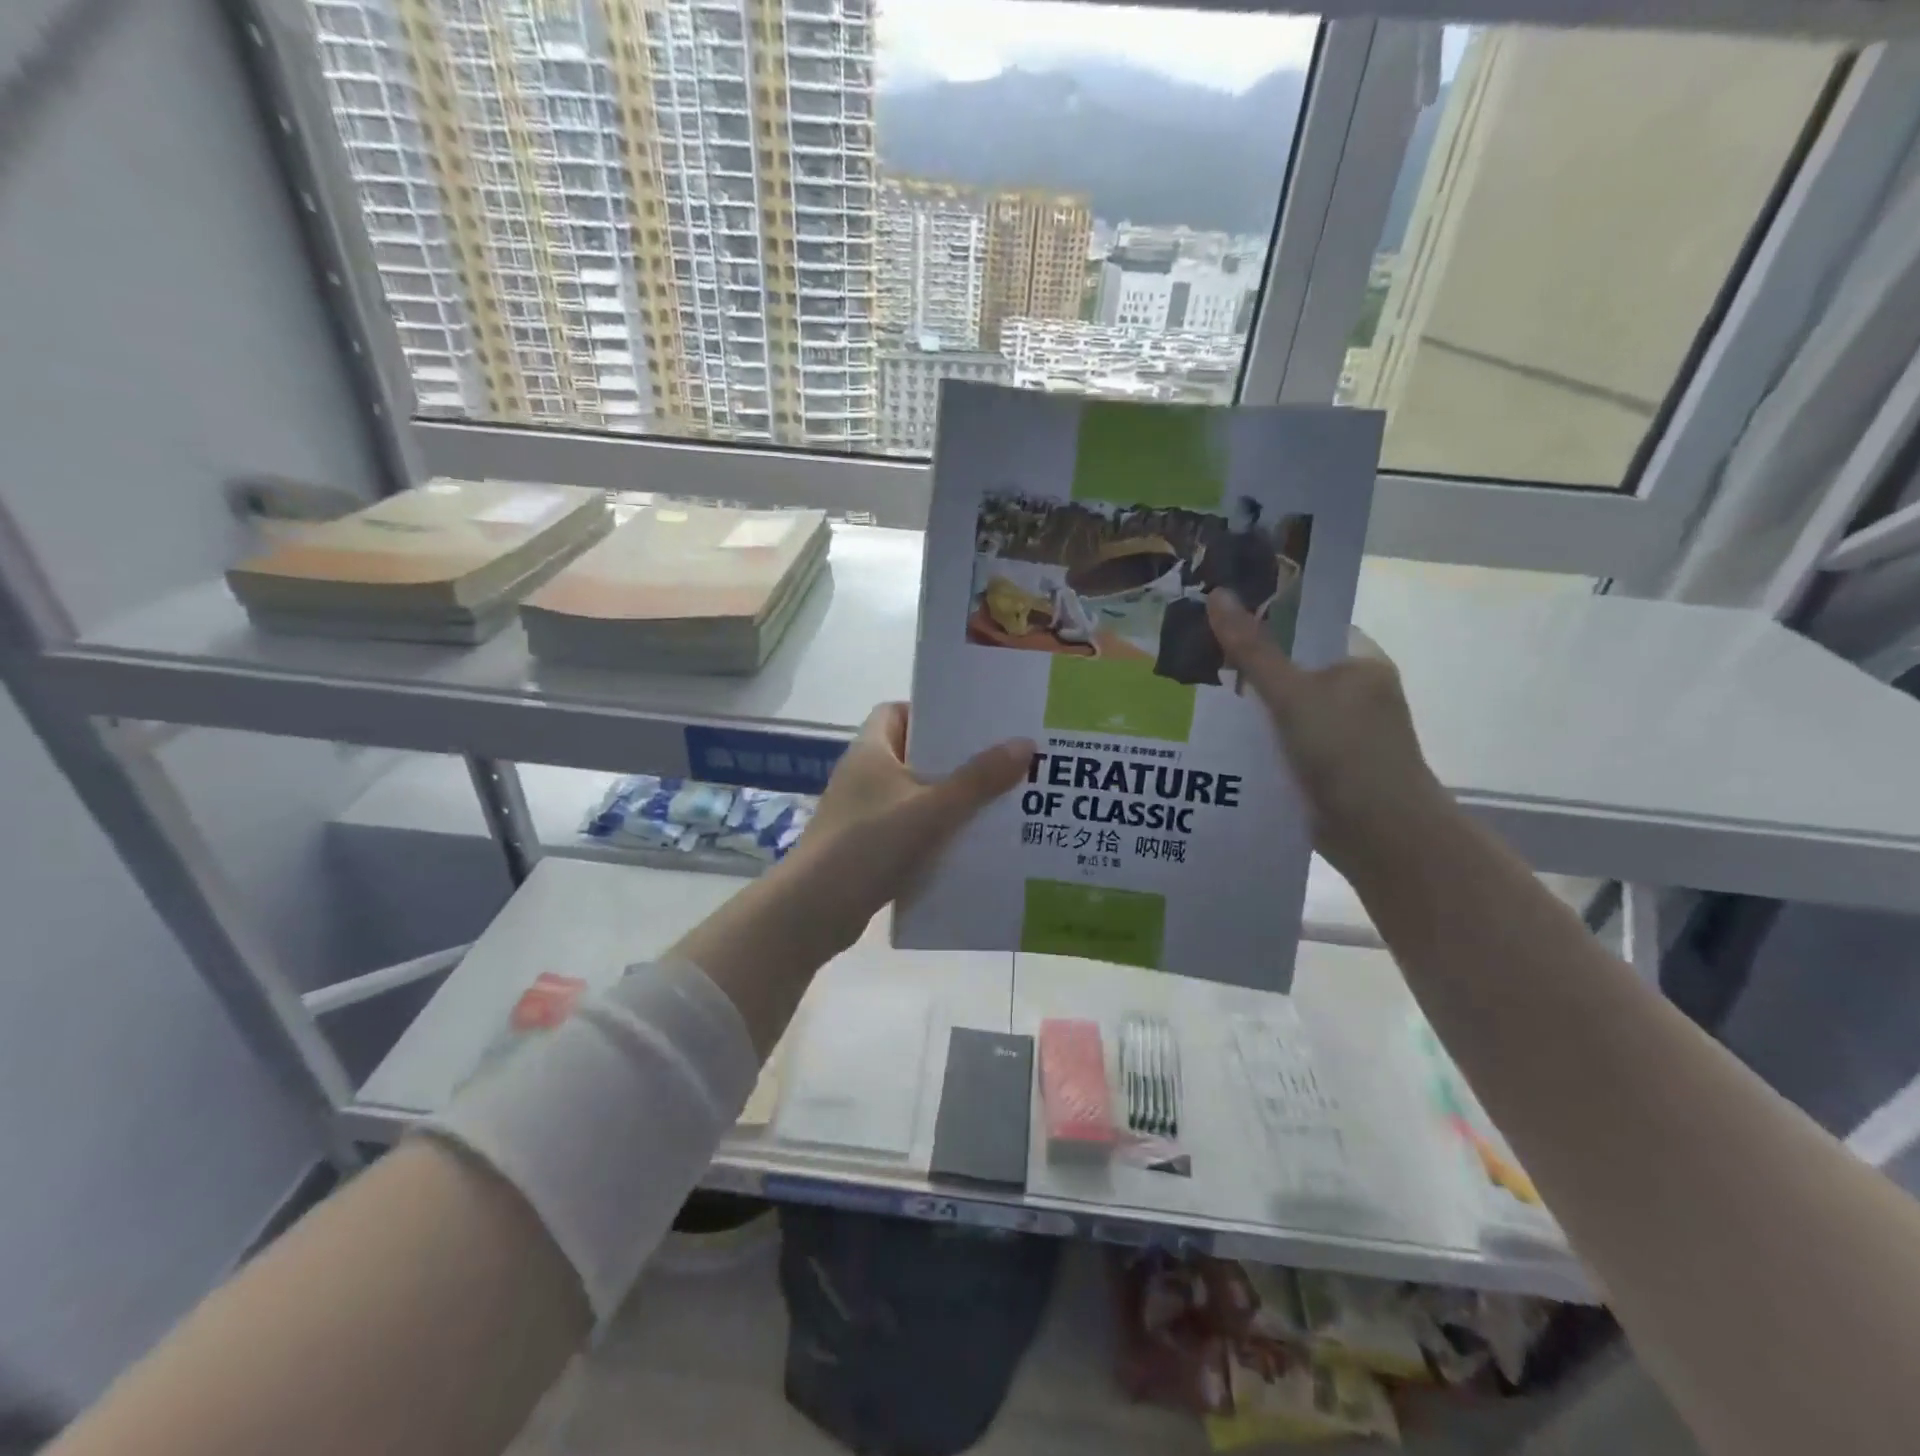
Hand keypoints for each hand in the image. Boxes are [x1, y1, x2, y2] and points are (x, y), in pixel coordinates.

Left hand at [782, 702, 1033, 949]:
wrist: (814, 911)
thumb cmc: (870, 844)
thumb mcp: (933, 809)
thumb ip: (979, 779)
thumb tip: (1024, 744)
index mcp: (870, 750)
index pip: (897, 711)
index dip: (931, 712)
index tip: (972, 724)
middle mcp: (862, 775)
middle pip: (912, 753)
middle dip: (953, 759)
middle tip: (999, 763)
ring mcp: (860, 813)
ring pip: (912, 794)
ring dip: (947, 799)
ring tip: (995, 802)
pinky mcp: (863, 846)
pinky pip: (906, 828)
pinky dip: (932, 832)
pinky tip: (966, 844)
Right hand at [1206, 589, 1444, 871]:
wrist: (1381, 835)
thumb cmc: (1346, 751)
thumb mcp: (1293, 694)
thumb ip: (1253, 650)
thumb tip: (1217, 594)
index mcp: (1357, 662)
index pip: (1304, 626)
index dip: (1260, 617)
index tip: (1213, 616)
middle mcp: (1349, 692)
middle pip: (1286, 667)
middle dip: (1241, 665)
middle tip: (1188, 653)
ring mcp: (1334, 731)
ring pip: (1278, 707)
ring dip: (1242, 705)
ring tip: (1186, 690)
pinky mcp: (1319, 765)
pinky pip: (1276, 740)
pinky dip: (1249, 738)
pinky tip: (1209, 734)